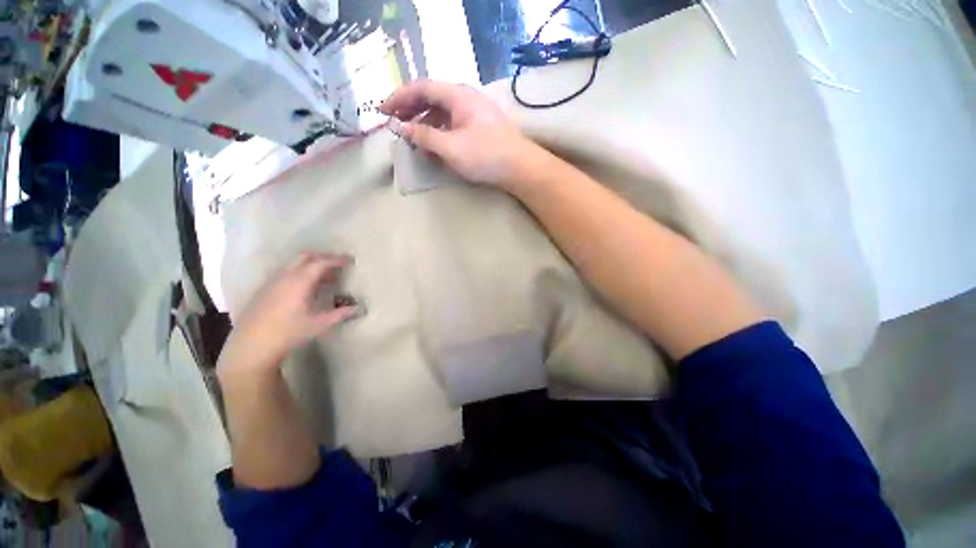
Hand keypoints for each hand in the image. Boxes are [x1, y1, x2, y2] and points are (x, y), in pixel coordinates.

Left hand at [217, 252, 359, 376]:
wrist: (251, 346)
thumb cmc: (288, 333)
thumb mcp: (319, 324)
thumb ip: (340, 314)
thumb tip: (358, 308)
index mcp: (299, 282)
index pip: (321, 263)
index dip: (337, 260)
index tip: (350, 260)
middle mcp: (285, 277)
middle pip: (305, 257)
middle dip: (323, 257)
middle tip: (338, 264)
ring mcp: (272, 282)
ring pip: (294, 264)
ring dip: (311, 265)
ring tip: (326, 277)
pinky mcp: (265, 289)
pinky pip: (286, 272)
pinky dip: (300, 272)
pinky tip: (306, 288)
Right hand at [380, 80, 542, 187]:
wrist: (520, 168)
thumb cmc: (485, 155)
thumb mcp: (450, 147)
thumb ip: (424, 136)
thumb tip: (400, 127)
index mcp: (457, 95)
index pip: (421, 88)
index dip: (399, 98)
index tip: (383, 111)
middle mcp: (465, 98)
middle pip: (431, 98)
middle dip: (410, 110)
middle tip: (395, 124)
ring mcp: (474, 113)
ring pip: (442, 113)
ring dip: (425, 124)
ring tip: (413, 139)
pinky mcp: (480, 128)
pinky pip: (453, 125)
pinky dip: (440, 133)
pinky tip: (434, 146)